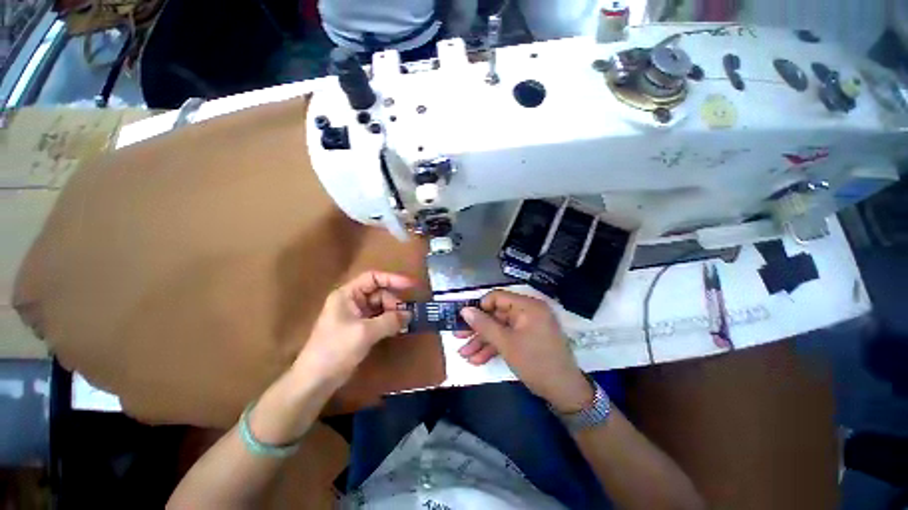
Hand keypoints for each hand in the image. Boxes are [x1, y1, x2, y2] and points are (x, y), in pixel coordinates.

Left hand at [294, 271, 412, 390]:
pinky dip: (389, 322)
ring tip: (404, 323)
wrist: (316, 380)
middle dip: (393, 302)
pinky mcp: (360, 328)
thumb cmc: (336, 350)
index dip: (392, 279)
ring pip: (381, 306)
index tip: (411, 285)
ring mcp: (356, 315)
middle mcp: (352, 301)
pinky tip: (398, 328)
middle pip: (379, 293)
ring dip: (393, 313)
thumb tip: (410, 314)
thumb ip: (389, 320)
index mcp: (347, 294)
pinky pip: (379, 319)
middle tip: (406, 315)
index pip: (373, 278)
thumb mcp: (364, 333)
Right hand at [457, 290, 593, 412]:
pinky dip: (494, 347)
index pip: (498, 297)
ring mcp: (528, 326)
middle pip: (497, 315)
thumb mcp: (506, 343)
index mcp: (528, 306)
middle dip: (478, 329)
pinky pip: (507, 338)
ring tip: (465, 354)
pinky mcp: (527, 339)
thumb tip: (464, 310)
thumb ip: (484, 325)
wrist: (564, 392)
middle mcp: (528, 312)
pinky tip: (477, 359)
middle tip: (458, 337)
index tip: (465, 319)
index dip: (480, 307)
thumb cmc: (535, 362)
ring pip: (500, 329)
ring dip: (482, 341)